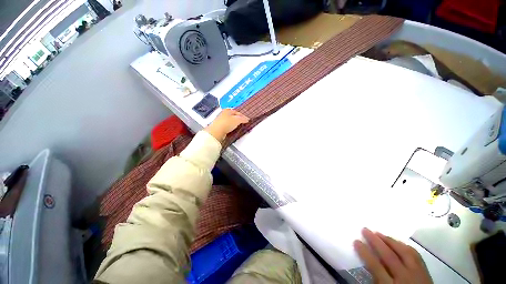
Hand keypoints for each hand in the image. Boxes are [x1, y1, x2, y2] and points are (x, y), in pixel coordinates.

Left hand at [205, 109, 248, 141]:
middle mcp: (223, 114)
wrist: (217, 132)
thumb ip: (243, 119)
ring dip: (235, 124)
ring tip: (238, 127)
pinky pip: (227, 127)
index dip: (243, 116)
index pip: (237, 112)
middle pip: (233, 116)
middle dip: (239, 120)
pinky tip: (233, 130)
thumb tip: (247, 119)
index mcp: (227, 110)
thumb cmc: (226, 123)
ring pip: (230, 122)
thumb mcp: (237, 120)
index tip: (247, 119)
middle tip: (243, 123)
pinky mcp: (220, 127)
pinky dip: (231, 128)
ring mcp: (221, 121)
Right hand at [354, 228, 432, 283]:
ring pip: (404, 252)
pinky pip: (415, 255)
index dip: (365, 253)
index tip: (356, 241)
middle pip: (390, 256)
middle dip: (375, 241)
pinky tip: (397, 242)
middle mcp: (405, 278)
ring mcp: (417, 273)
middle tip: (365, 229)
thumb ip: (376, 280)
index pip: (376, 266)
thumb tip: (367, 262)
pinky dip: (405, 246)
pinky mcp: (426, 271)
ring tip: (379, 233)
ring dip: (390, 241)